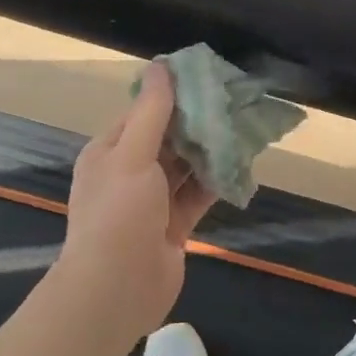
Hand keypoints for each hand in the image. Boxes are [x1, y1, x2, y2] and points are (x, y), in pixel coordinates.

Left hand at [55, 62, 217, 340]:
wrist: (116, 289)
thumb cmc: (119, 214)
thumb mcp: (131, 154)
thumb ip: (151, 112)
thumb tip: (160, 66)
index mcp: (109, 152)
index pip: (142, 113)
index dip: (172, 96)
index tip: (208, 80)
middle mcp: (128, 173)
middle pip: (167, 140)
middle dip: (197, 124)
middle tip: (236, 103)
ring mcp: (151, 203)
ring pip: (185, 168)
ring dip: (210, 152)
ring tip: (245, 130)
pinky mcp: (172, 227)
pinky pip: (196, 197)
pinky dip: (215, 183)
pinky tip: (241, 167)